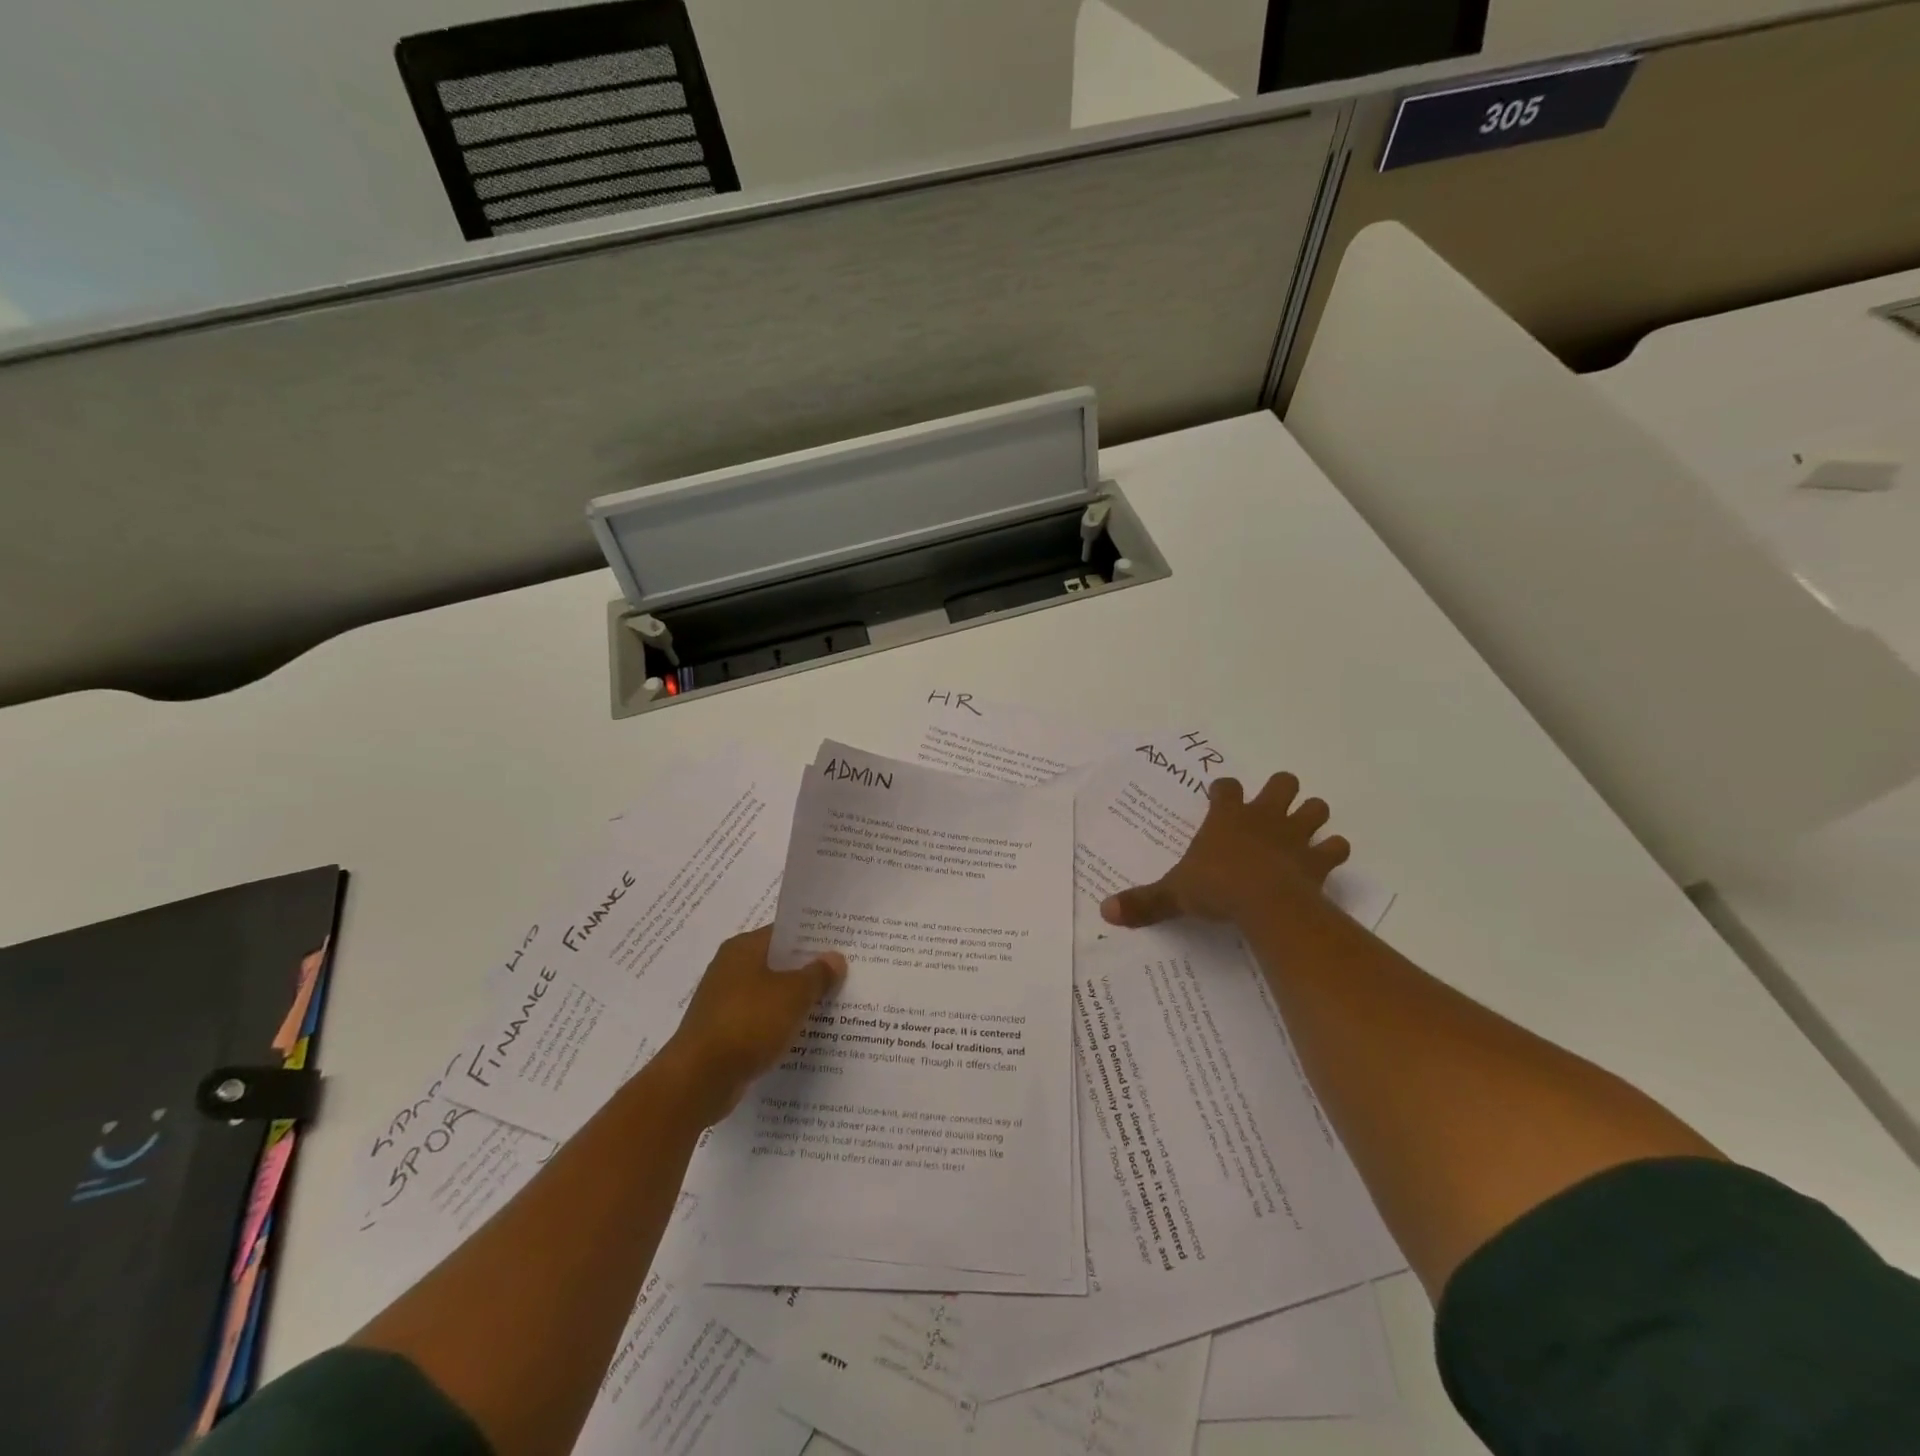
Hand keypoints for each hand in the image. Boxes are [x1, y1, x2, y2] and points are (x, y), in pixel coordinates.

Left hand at [659, 926, 845, 1123]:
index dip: (814, 937)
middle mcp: (730, 968)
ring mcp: (724, 1001)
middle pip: (778, 962)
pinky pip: (760, 1020)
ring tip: (832, 1006)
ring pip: (770, 993)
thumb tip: (835, 958)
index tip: (843, 944)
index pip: (785, 932)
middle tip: (845, 975)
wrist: (698, 1080)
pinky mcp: (723, 1031)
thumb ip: (817, 974)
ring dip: (795, 1001)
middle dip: (809, 971)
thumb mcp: (793, 995)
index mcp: (743, 948)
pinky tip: (804, 1035)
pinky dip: (780, 1025)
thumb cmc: (748, 1024)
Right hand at [1101, 774, 1349, 929]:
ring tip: (1302, 832)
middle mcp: (1263, 816)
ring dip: (1312, 816)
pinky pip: (1335, 847)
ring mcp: (1295, 835)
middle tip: (1270, 812)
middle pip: (1282, 783)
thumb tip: (1106, 911)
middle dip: (1280, 792)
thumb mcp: (1174, 894)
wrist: (1265, 904)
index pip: (1226, 787)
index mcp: (1227, 816)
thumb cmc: (1216, 888)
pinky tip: (1324, 862)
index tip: (1219, 796)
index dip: (1223, 790)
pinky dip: (1332, 852)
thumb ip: (1144, 901)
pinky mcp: (1318, 859)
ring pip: (1316, 808)